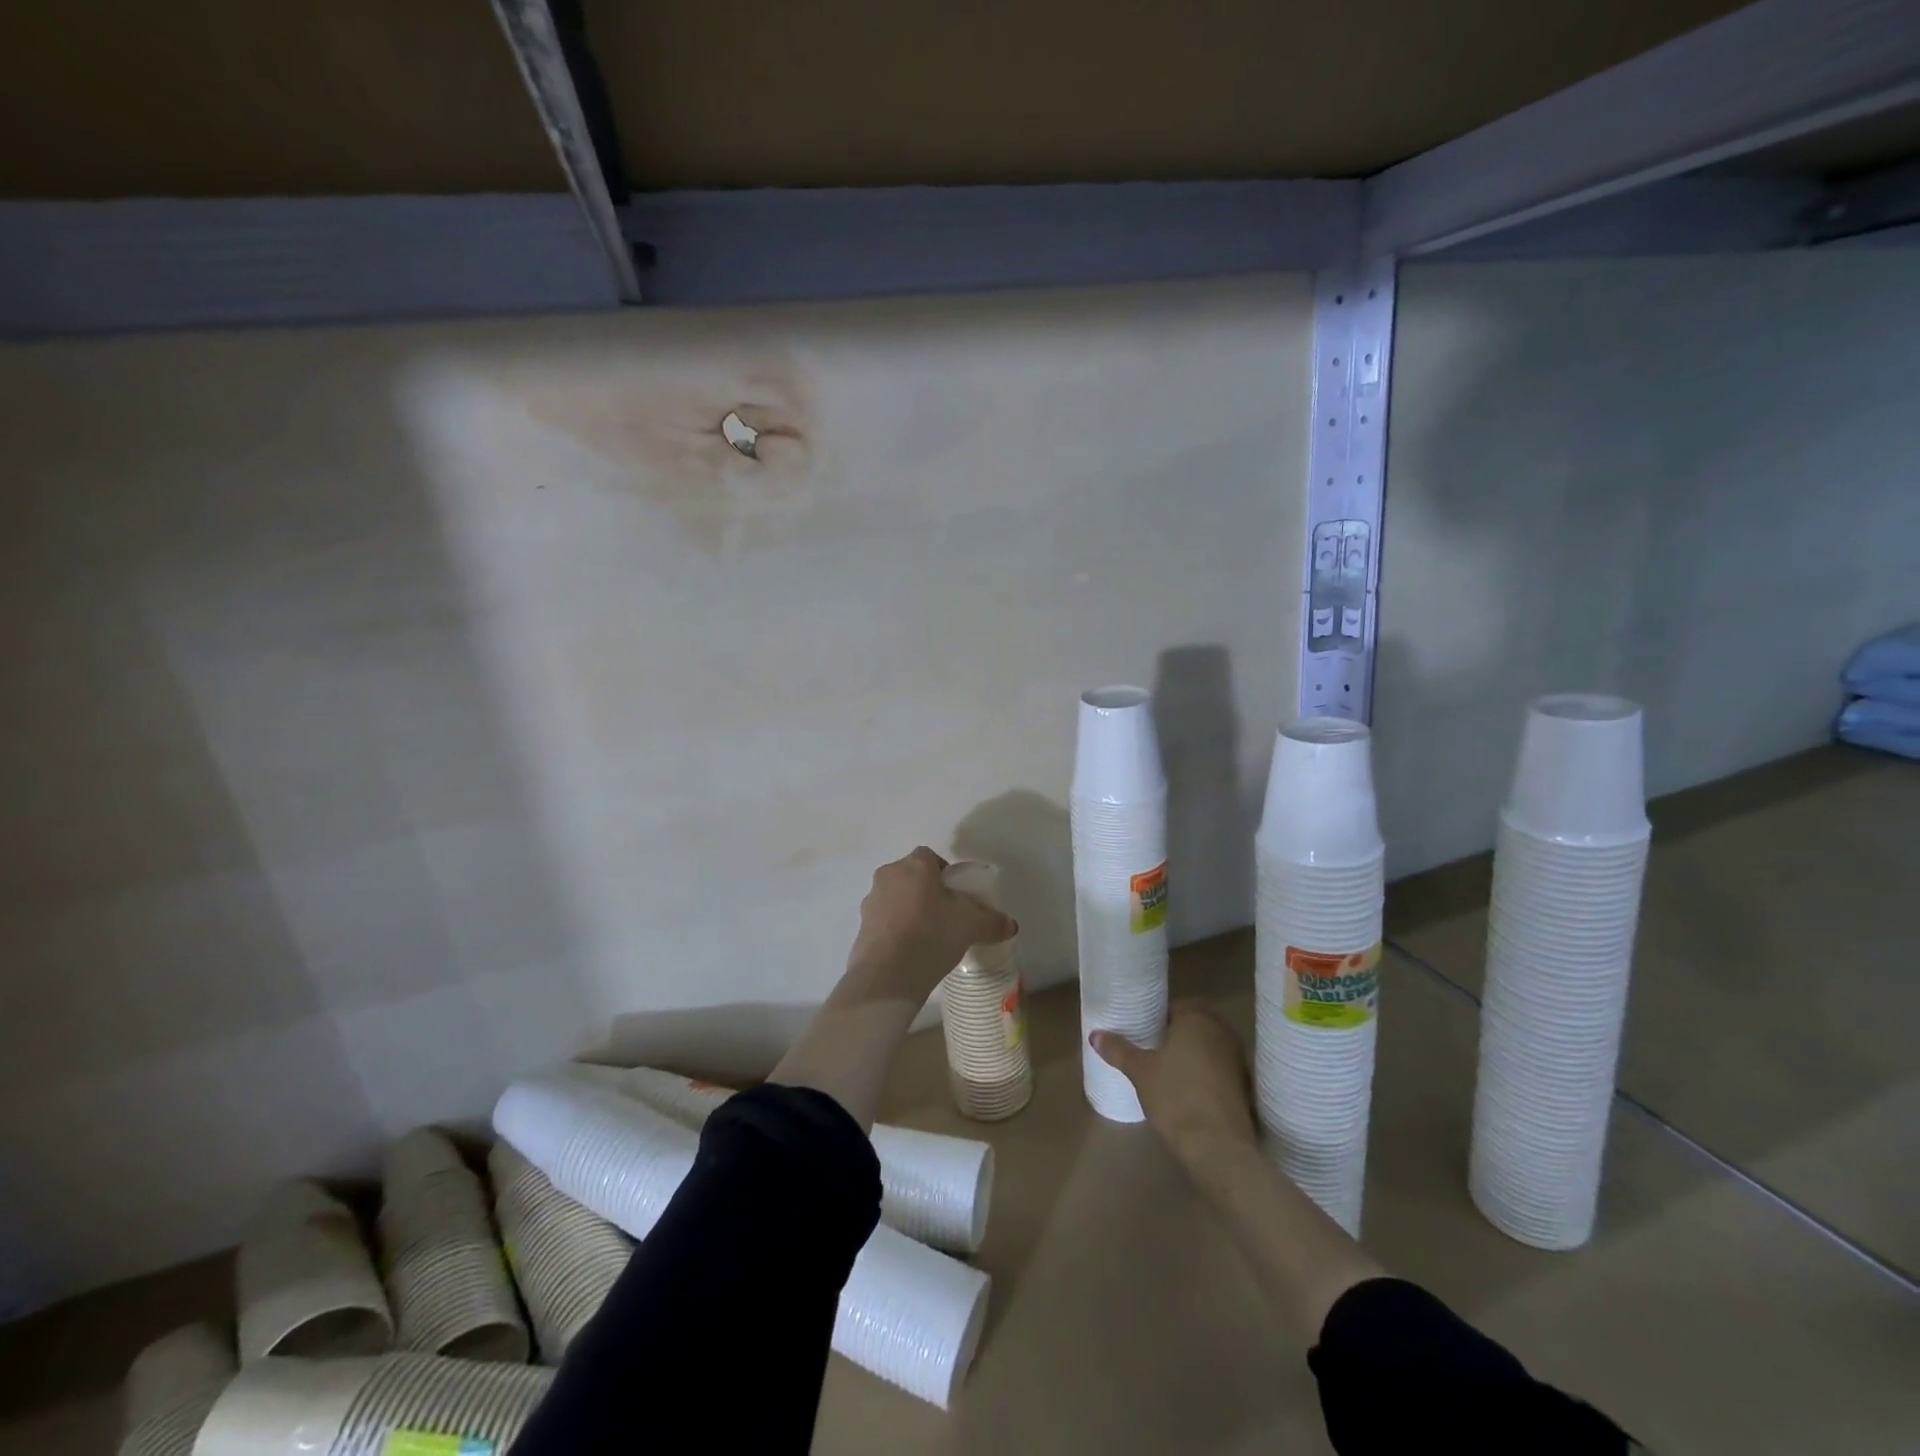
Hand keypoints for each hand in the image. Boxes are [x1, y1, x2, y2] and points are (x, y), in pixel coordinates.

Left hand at [843, 848, 1017, 1005]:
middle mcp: (889, 876)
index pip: (930, 856)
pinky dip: (895, 928)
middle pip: (911, 875)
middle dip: (926, 890)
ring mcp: (871, 901)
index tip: (956, 894)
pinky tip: (910, 950)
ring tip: (926, 935)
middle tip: (944, 914)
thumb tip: (1011, 925)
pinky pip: (884, 920)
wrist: (887, 975)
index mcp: (915, 866)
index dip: (944, 873)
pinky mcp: (861, 926)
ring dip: (908, 908)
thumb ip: (992, 922)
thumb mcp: (971, 927)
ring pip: (895, 897)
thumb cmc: (932, 936)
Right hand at [1092, 1002, 1257, 1158]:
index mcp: (1198, 1018)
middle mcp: (1223, 1031)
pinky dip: (1206, 1073)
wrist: (1219, 1147)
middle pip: (1195, 1024)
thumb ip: (1118, 1050)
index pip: (1176, 1006)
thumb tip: (1095, 1035)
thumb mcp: (1140, 1072)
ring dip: (1193, 1053)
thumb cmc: (1176, 1097)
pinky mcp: (1246, 1086)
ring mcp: (1239, 1059)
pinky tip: (1189, 1090)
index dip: (1158, 1017)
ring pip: (1210, 1046)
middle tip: (1153, 1050)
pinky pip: (1220, 1068)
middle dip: (1177, 1034)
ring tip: (1168, 1070)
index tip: (1144, 1032)